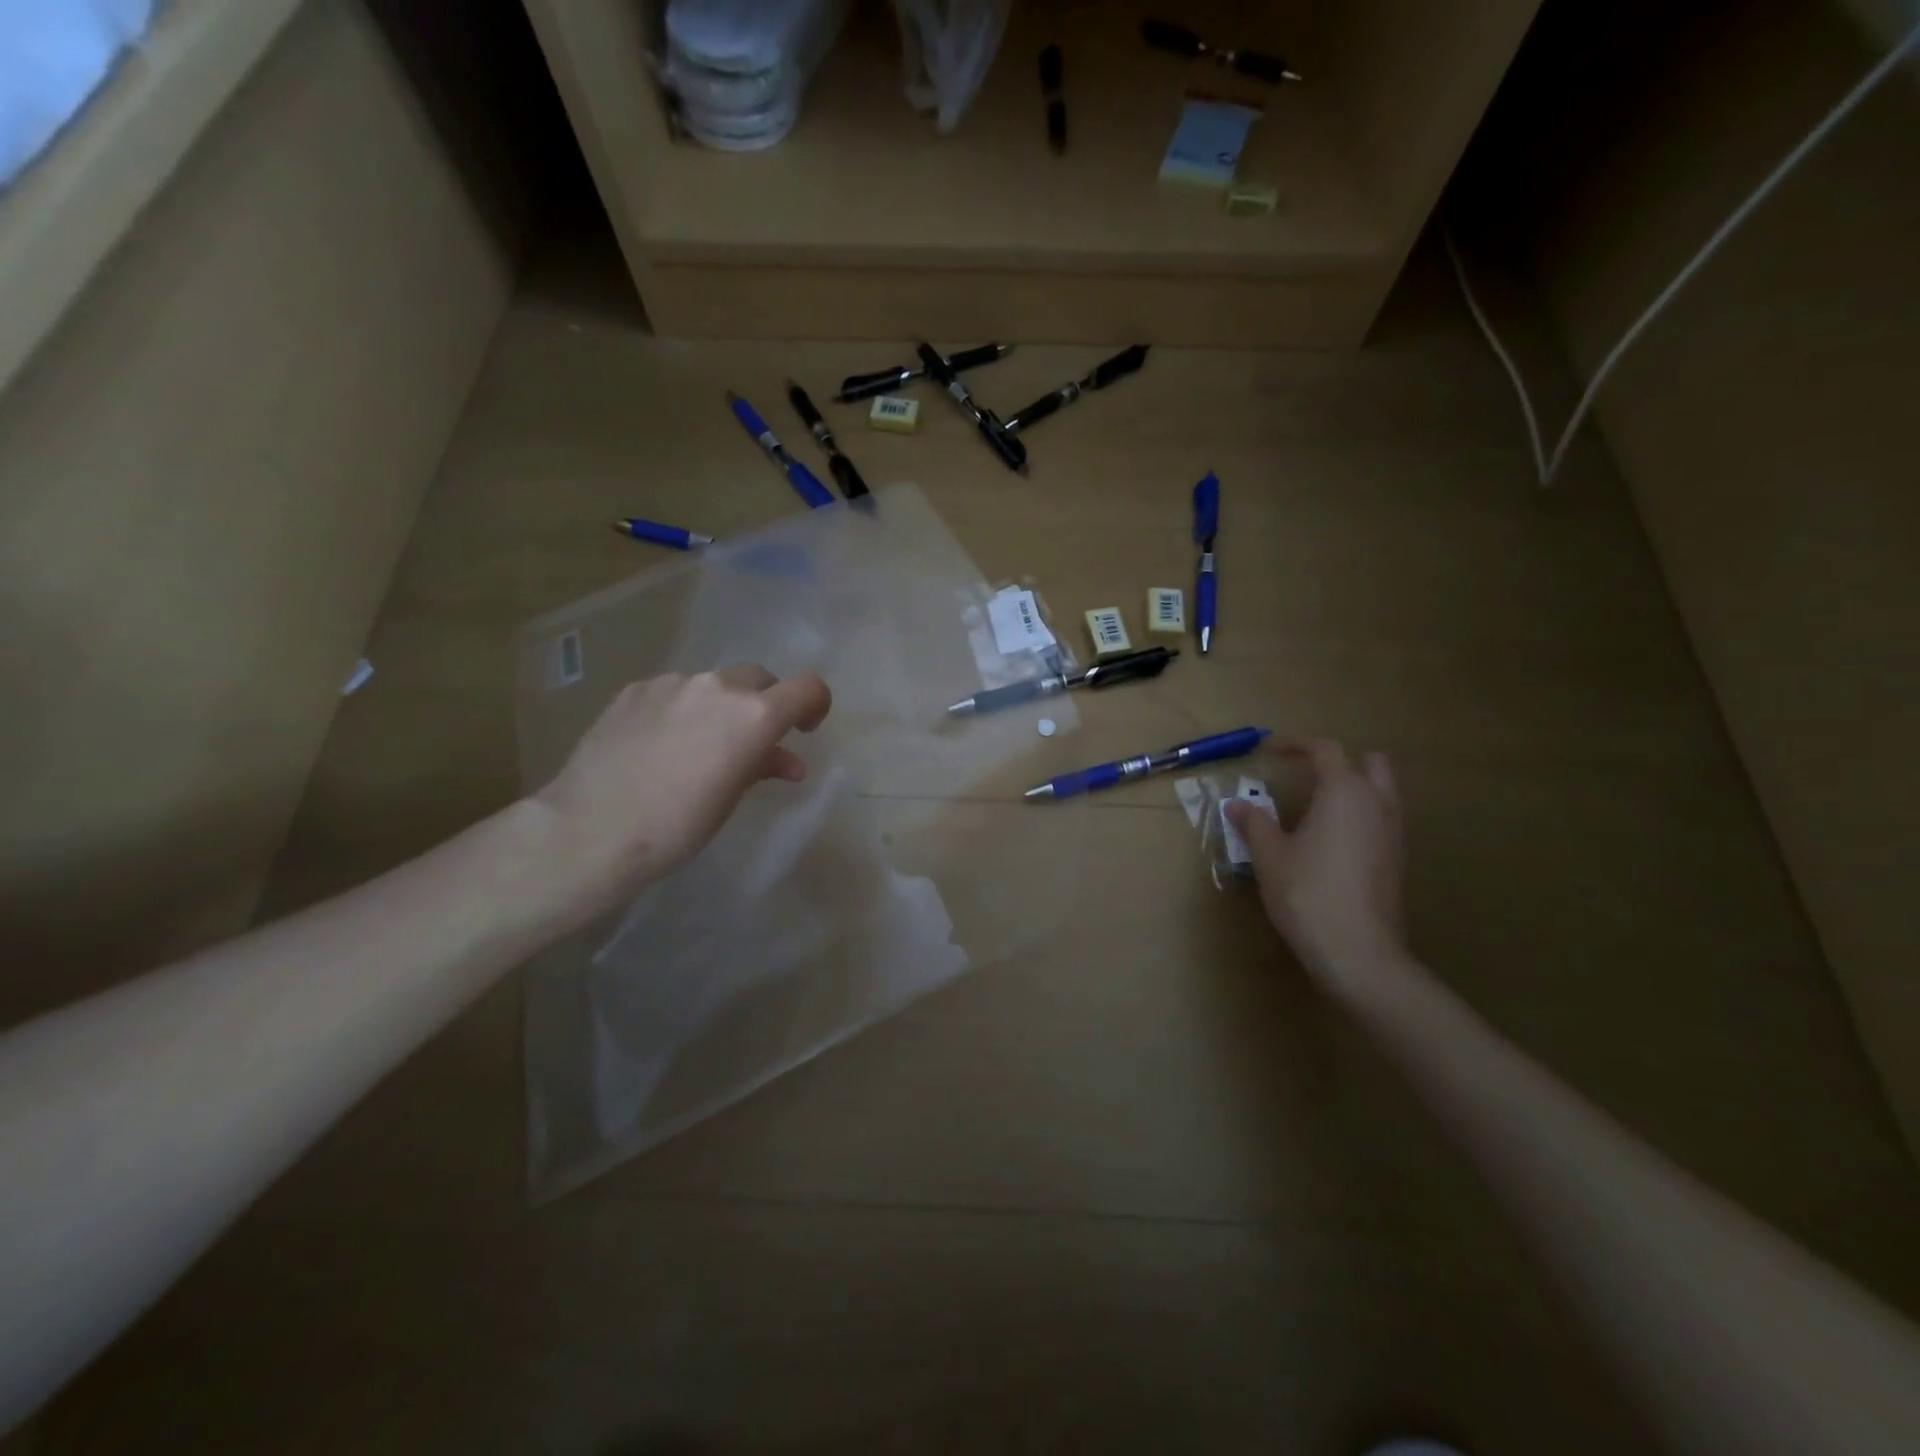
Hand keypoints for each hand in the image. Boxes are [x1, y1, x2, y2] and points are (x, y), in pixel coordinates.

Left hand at [527, 665, 831, 924]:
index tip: (804, 730)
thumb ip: (762, 766)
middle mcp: (718, 687)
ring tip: (698, 748)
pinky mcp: (635, 690)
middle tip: (751, 743)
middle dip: (764, 705)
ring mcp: (672, 683)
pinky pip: (674, 692)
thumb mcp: (730, 798)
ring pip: (713, 686)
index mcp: (753, 715)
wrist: (590, 829)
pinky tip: (659, 745)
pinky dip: (681, 711)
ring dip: (719, 708)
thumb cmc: (676, 826)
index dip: (815, 704)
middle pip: (759, 680)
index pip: (807, 688)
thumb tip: (785, 761)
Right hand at [1225, 740, 1408, 991]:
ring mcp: (1394, 833)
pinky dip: (1361, 815)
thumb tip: (1236, 804)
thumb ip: (1254, 823)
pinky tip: (1332, 840)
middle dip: (1339, 762)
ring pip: (1382, 792)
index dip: (1296, 745)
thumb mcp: (1269, 855)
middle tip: (1305, 775)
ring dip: (1353, 788)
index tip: (1270, 752)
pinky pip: (1383, 820)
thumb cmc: (1307, 892)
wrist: (1357, 951)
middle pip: (1369, 763)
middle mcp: (1377, 803)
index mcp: (1344, 791)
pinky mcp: (1397, 860)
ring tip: (1316, 807)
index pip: (1326, 750)